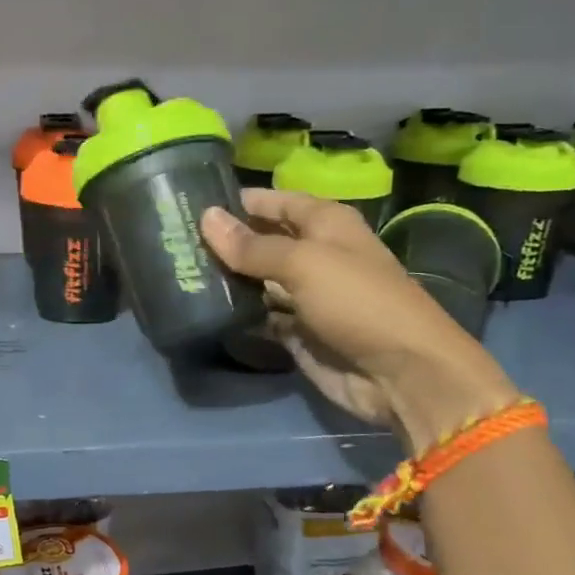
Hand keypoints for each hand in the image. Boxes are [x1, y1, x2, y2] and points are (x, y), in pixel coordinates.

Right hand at [201, 189, 520, 451]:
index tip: (190, 202)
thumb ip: (252, 246)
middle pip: (262, 241)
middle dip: (225, 241)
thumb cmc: (358, 302)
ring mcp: (305, 296)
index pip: (275, 202)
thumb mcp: (304, 264)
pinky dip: (236, 313)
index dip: (239, 201)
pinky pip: (259, 316)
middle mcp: (315, 255)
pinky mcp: (297, 332)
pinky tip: (200, 308)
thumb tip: (206, 217)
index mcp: (325, 224)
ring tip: (177, 272)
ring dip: (226, 278)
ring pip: (257, 280)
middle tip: (172, 241)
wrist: (402, 373)